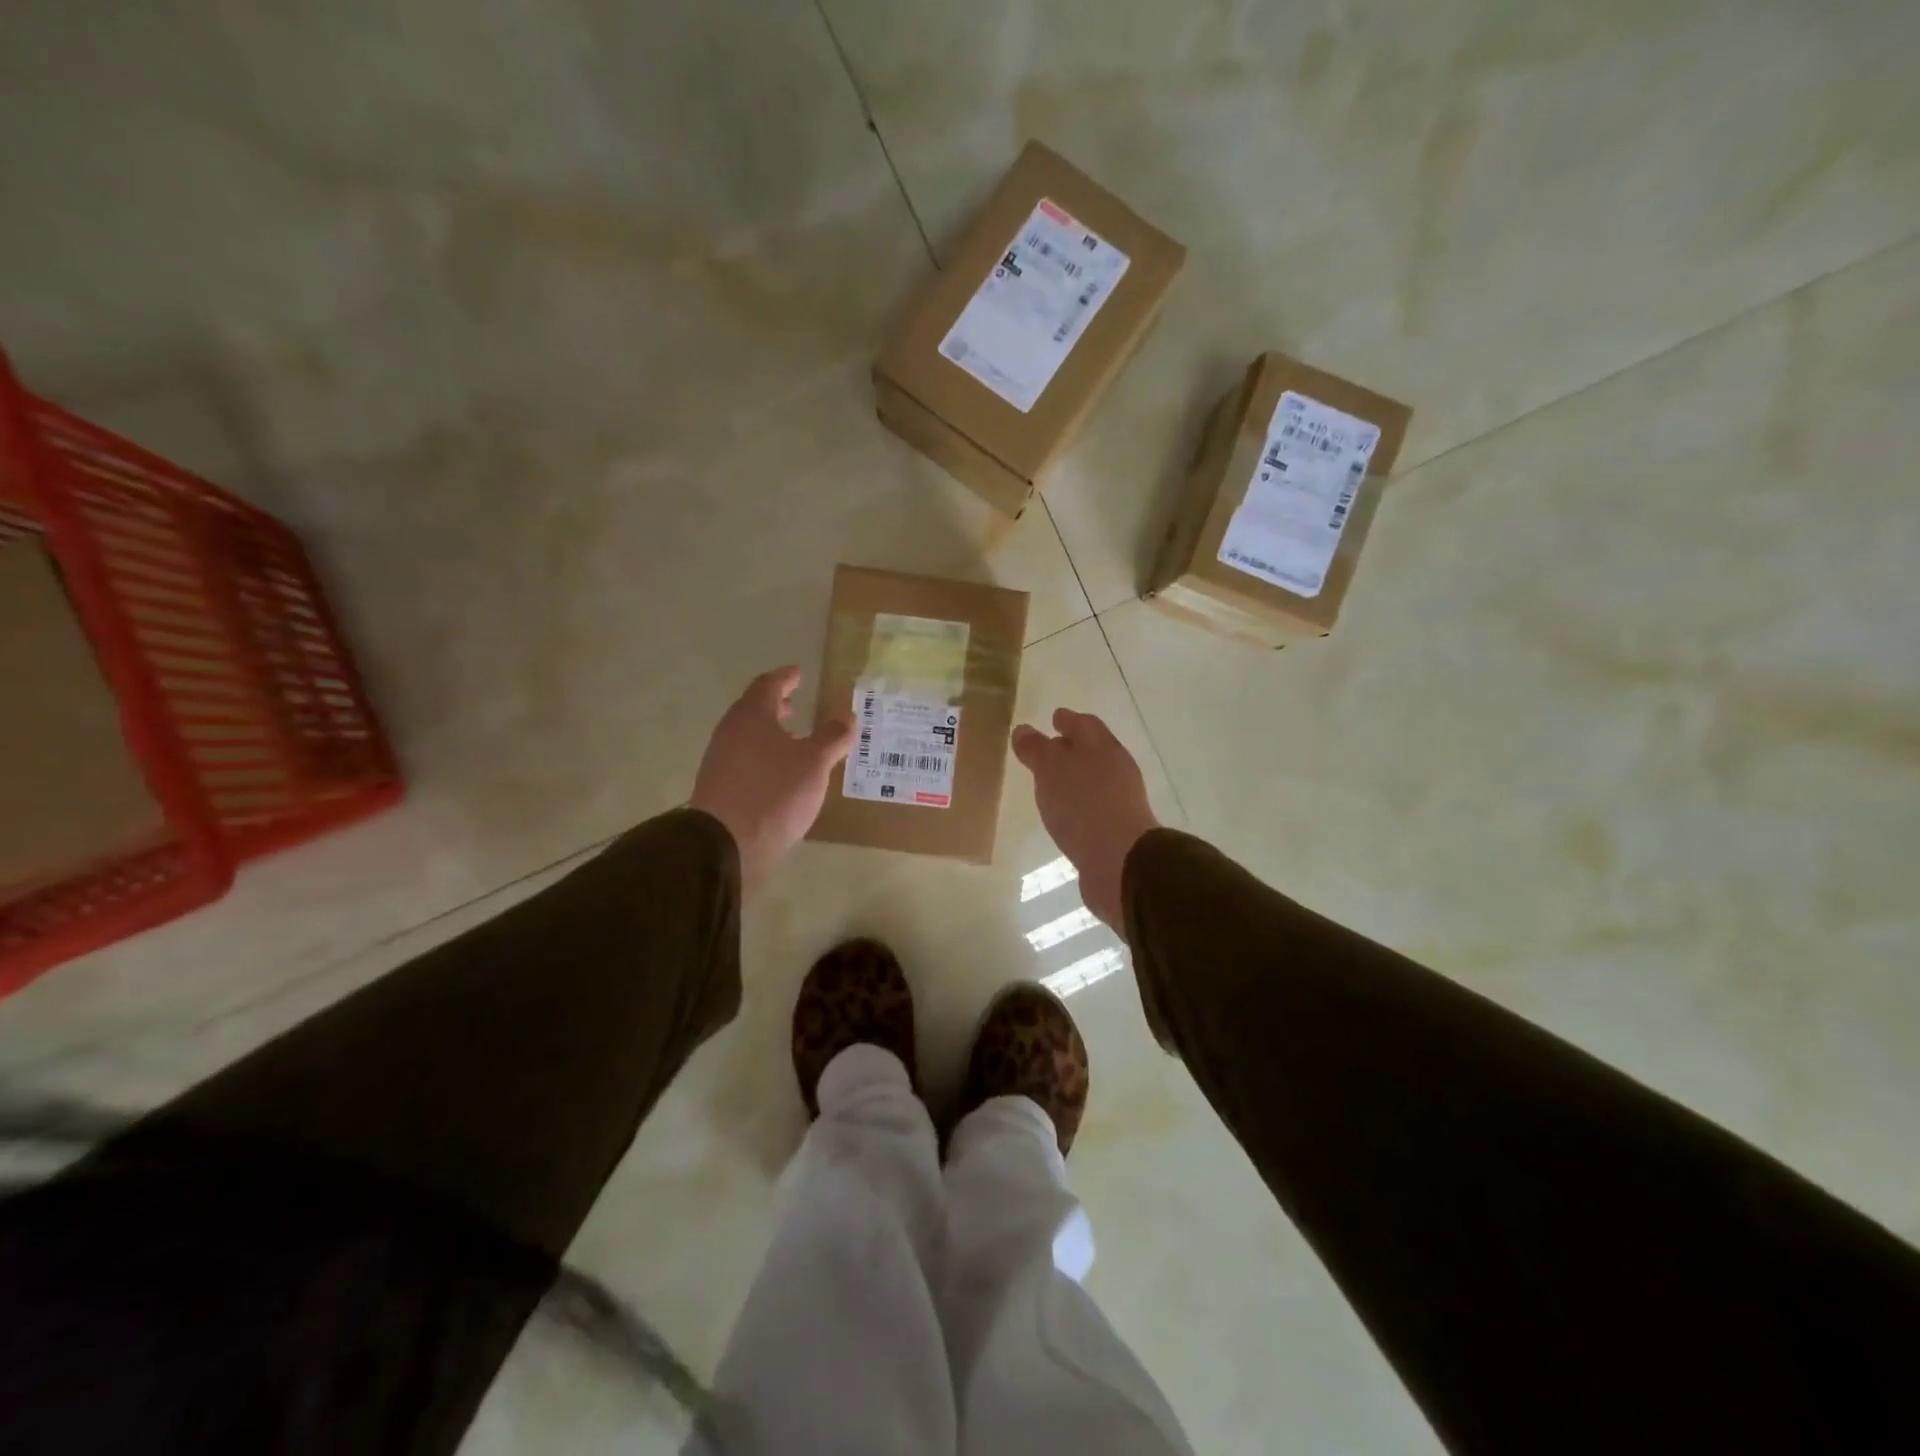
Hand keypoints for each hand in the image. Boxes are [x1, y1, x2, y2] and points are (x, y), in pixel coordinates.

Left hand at [691, 668, 853, 892]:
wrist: (725, 844)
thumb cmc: (774, 792)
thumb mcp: (814, 763)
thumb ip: (832, 738)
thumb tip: (847, 718)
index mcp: (752, 716)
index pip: (768, 685)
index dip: (785, 678)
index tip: (798, 673)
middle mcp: (731, 732)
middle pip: (754, 710)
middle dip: (776, 706)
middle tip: (795, 704)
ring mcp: (720, 761)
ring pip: (748, 736)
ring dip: (770, 733)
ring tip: (793, 741)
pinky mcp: (719, 788)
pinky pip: (745, 760)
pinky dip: (764, 757)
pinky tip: (780, 774)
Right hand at [1011, 709, 1159, 928]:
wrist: (1121, 862)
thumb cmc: (1083, 805)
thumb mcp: (1051, 769)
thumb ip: (1036, 749)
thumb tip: (1023, 730)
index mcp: (1103, 748)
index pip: (1085, 725)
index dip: (1068, 719)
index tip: (1054, 717)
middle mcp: (1116, 770)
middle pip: (1092, 751)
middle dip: (1071, 748)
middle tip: (1047, 750)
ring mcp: (1119, 802)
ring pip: (1093, 781)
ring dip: (1073, 779)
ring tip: (1049, 784)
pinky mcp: (1115, 831)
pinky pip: (1092, 808)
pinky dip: (1077, 805)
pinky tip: (1063, 815)